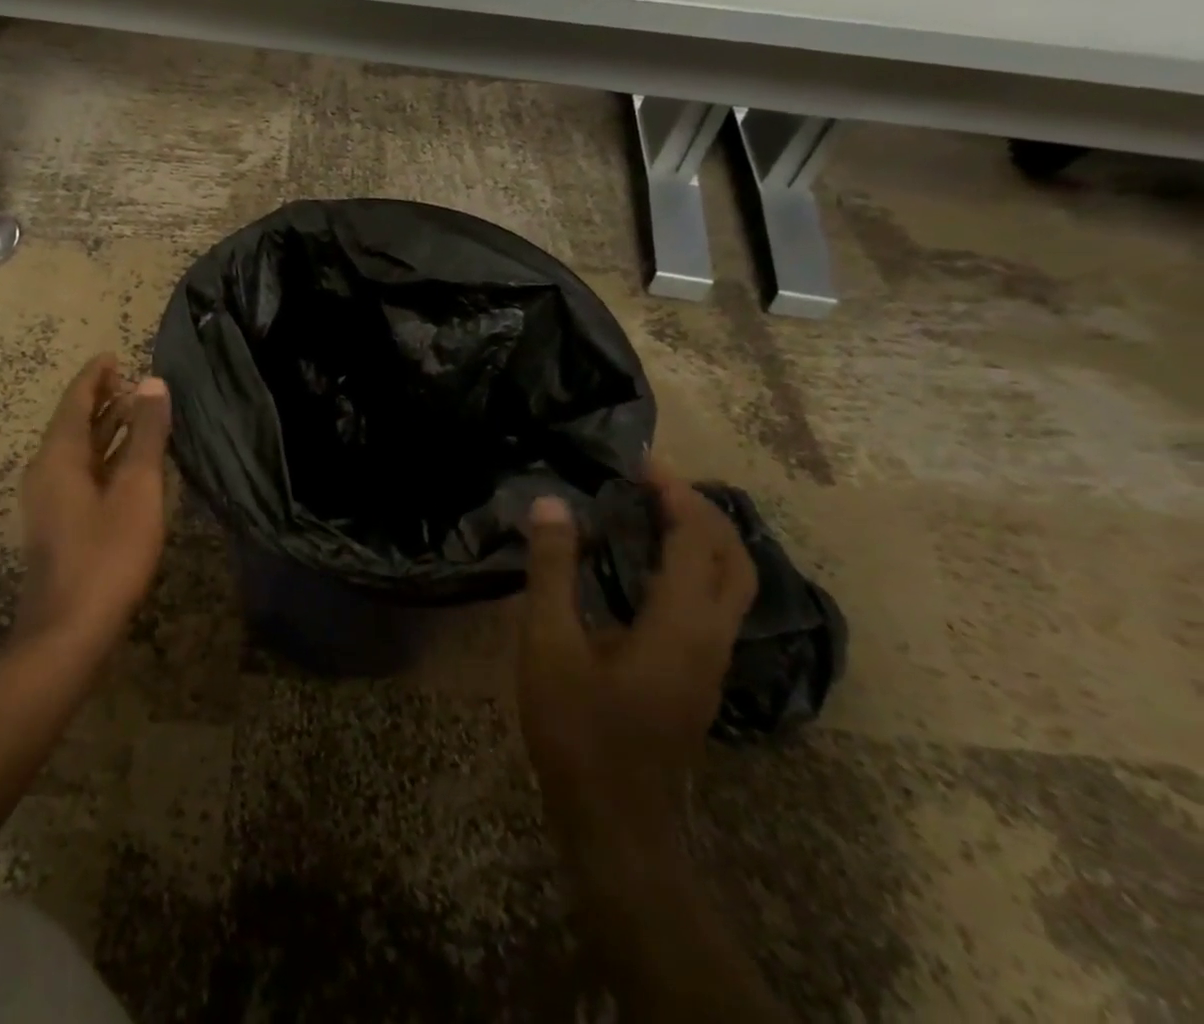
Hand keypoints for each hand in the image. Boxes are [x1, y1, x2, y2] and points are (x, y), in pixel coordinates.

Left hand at [13, 354, 172, 654]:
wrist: (67, 632)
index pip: (75, 400)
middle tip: (132, 380)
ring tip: (136, 411)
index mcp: (58, 456)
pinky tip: (129, 463)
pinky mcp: (58, 524)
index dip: (95, 376)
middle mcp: (46, 471)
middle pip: (73, 422)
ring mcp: (49, 500)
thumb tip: (153, 383)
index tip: (114, 355)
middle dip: (101, 399)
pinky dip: (104, 457)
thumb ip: (145, 435)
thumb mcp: (136, 490)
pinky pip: (81, 473)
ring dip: (104, 428)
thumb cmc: (106, 555)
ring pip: (78, 450)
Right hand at [517, 457, 756, 855]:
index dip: (676, 494)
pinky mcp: (698, 678)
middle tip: (653, 481)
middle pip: (734, 559)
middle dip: (702, 510)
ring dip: (704, 539)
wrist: (617, 822)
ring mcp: (711, 662)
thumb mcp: (549, 643)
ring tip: (654, 511)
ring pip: (732, 585)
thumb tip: (551, 502)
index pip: (698, 540)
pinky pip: (714, 604)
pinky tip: (648, 567)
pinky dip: (694, 567)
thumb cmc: (578, 729)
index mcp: (681, 623)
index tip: (641, 461)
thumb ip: (551, 570)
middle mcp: (711, 637)